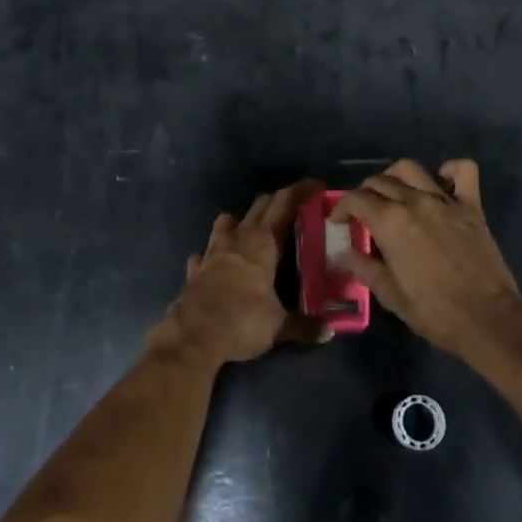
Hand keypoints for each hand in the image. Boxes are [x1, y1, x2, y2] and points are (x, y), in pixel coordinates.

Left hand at [164, 183, 326, 365]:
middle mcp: (238, 238)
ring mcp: (212, 251)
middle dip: (276, 202)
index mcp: (263, 242)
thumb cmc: (242, 321)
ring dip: (240, 221)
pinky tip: (217, 263)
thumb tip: (329, 332)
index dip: (301, 191)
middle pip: (259, 206)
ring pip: (225, 222)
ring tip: (251, 231)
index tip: (316, 185)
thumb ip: (304, 326)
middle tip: (293, 208)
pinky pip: (204, 253)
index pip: (285, 204)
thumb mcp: (279, 326)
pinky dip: (212, 254)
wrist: (193, 336)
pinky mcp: (195, 269)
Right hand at [334, 159, 521, 359]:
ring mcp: (445, 201)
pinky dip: (449, 171)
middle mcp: (415, 202)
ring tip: (394, 194)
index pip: (355, 199)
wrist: (488, 320)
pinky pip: (462, 171)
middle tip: (364, 214)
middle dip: (365, 194)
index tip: (339, 222)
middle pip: (380, 181)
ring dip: (396, 177)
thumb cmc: (434, 312)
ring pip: (412, 169)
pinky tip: (441, 184)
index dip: (341, 207)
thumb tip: (346, 253)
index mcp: (390, 223)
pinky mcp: (472, 206)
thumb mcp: (391, 296)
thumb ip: (364, 268)